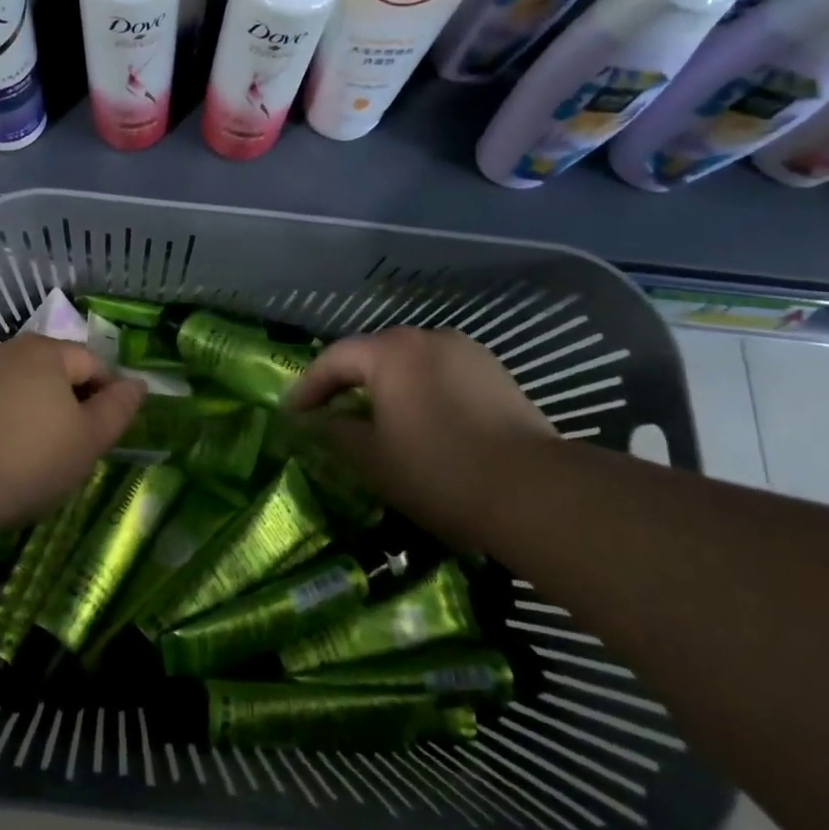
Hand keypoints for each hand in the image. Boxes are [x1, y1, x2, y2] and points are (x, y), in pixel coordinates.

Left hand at [0, 334, 146, 528]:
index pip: (94, 364)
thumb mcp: (89, 439)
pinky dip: (5, 421)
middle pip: (56, 372)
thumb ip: (118, 408)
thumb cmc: (30, 458)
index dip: (107, 398)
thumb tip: (137, 383)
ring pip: (23, 387)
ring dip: (36, 411)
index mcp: (48, 351)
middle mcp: (11, 349)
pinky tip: (3, 454)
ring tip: (36, 456)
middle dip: (71, 403)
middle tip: (73, 449)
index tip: (104, 437)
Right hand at [284, 327, 552, 531]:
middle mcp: (426, 337)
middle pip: (373, 355)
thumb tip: (313, 424)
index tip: (293, 416)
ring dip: (386, 388)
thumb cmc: (438, 470)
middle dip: (347, 384)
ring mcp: (466, 352)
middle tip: (329, 416)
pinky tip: (423, 424)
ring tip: (376, 421)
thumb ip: (333, 434)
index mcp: (390, 350)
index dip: (308, 387)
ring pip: (410, 364)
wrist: (535, 492)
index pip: (334, 359)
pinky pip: (442, 375)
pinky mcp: (496, 374)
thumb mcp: (371, 458)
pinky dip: (421, 393)